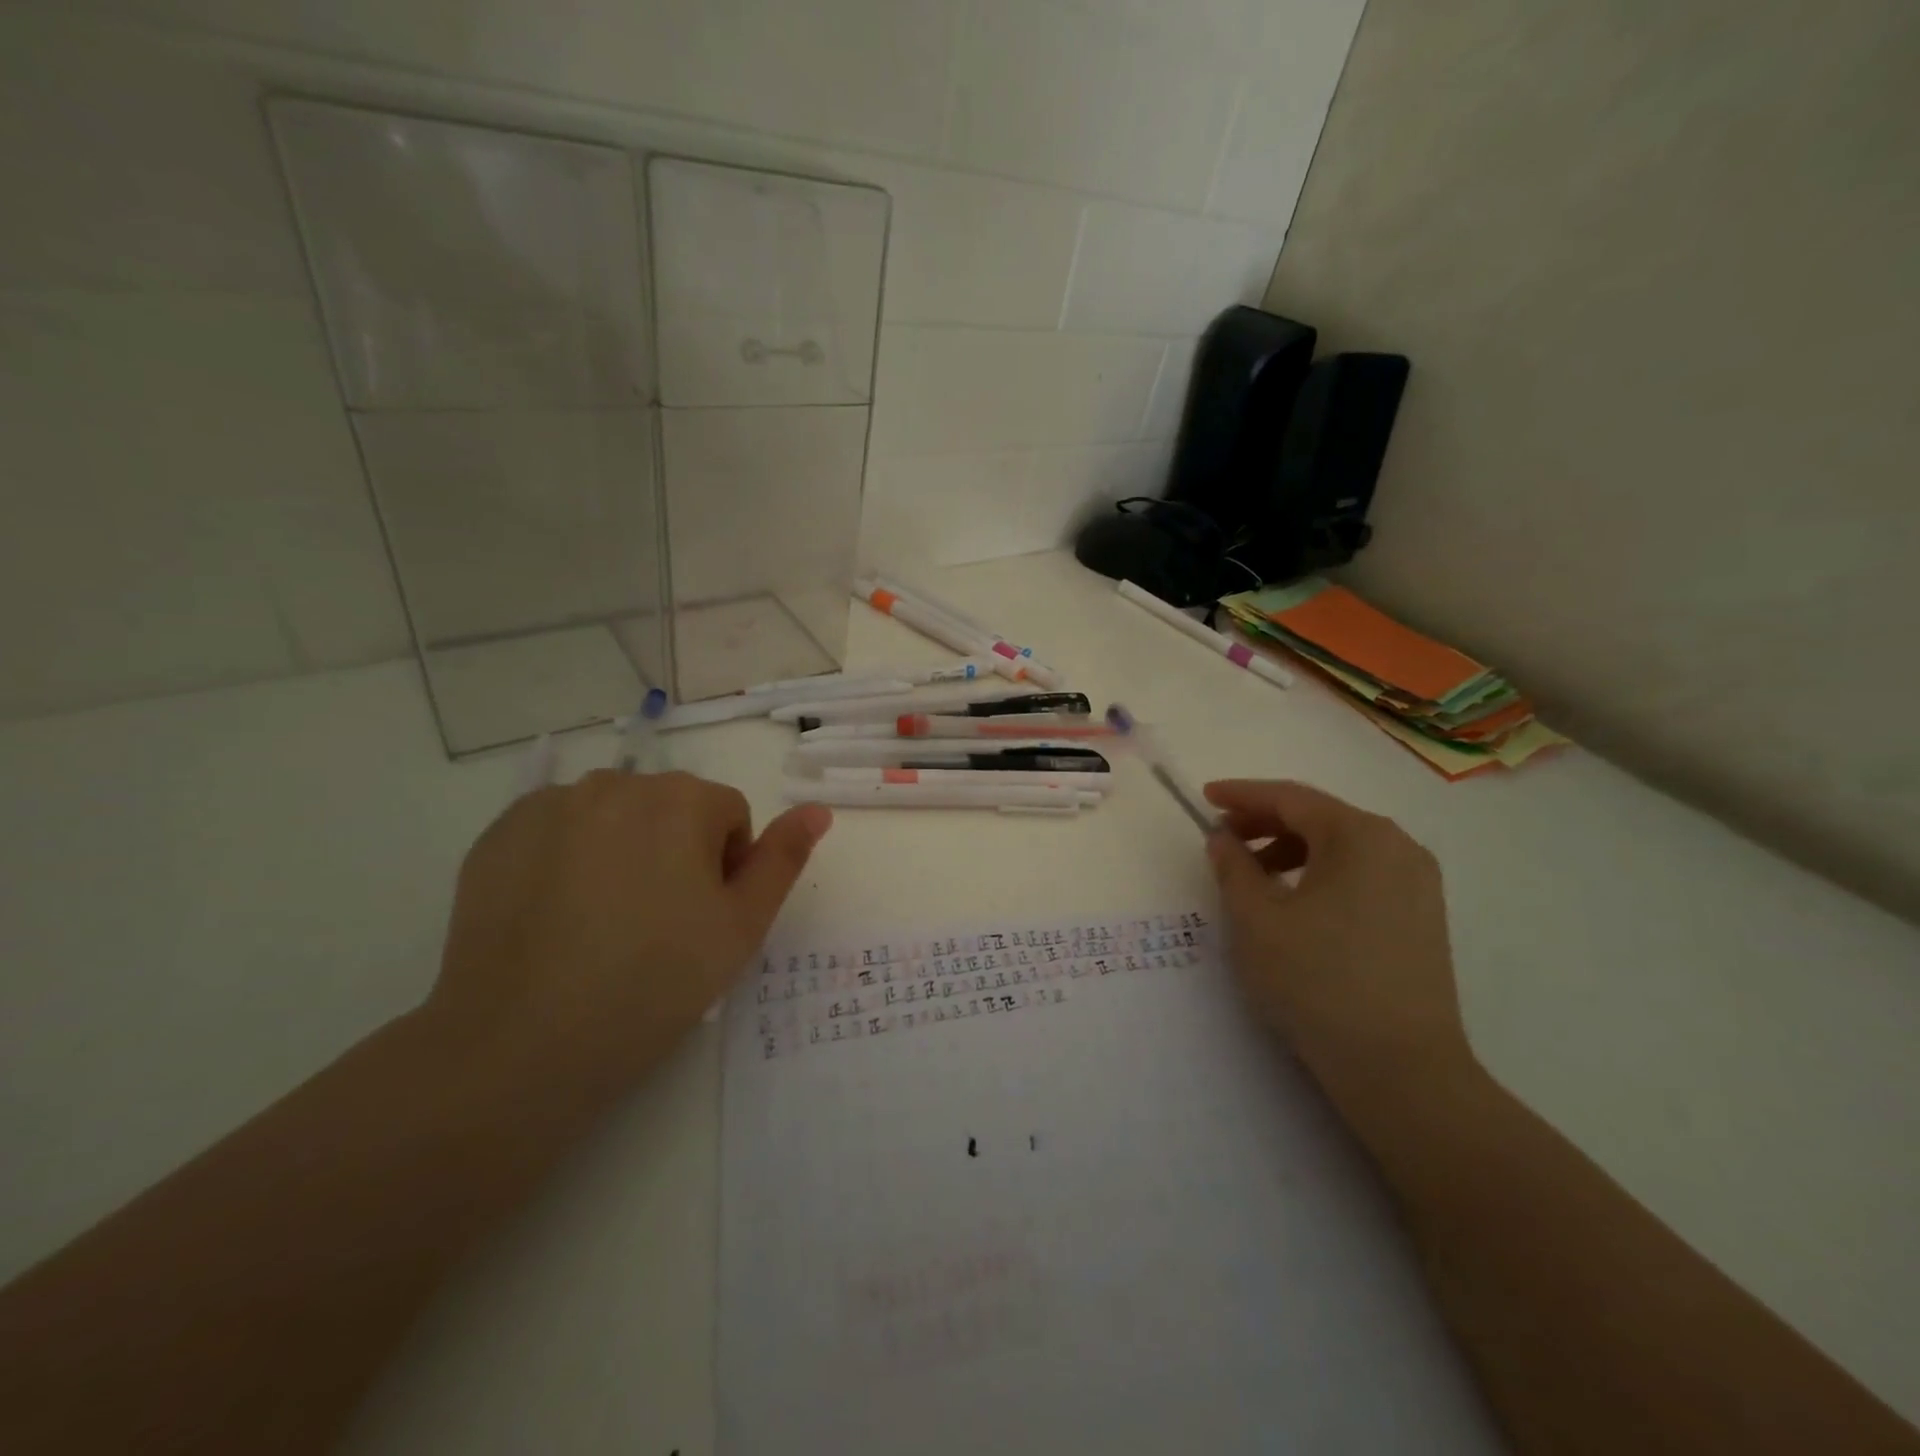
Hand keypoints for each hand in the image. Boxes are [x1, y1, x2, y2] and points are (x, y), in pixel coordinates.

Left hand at [427, 770, 831, 1104]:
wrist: (521, 1043)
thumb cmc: (654, 982)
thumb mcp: (742, 926)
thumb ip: (784, 859)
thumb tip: (818, 810)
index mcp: (682, 799)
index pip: (729, 816)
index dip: (727, 869)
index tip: (702, 921)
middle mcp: (617, 783)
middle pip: (672, 809)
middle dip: (677, 852)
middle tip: (657, 926)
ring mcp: (550, 805)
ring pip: (615, 816)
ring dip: (624, 850)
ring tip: (604, 923)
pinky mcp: (499, 834)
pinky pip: (558, 830)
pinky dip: (568, 858)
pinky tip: (557, 916)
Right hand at [1203, 780, 1472, 1119]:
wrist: (1401, 1069)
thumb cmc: (1318, 981)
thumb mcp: (1256, 919)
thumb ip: (1233, 867)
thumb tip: (1223, 839)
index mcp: (1360, 836)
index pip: (1291, 798)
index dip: (1242, 795)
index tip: (1204, 797)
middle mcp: (1398, 846)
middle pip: (1319, 817)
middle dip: (1265, 823)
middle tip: (1222, 840)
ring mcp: (1418, 882)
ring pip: (1341, 847)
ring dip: (1290, 850)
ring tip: (1253, 877)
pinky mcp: (1422, 916)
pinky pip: (1361, 874)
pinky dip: (1320, 874)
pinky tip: (1295, 904)